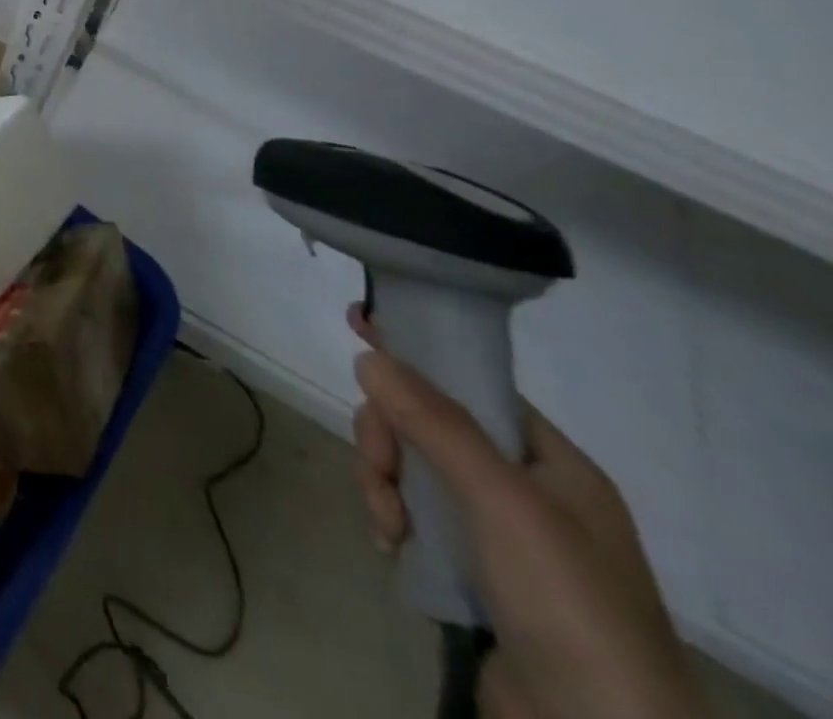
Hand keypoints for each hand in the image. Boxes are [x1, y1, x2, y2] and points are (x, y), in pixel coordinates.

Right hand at [348, 308, 705, 718]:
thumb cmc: (566, 602)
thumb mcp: (503, 502)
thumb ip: (435, 423)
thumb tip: (371, 356)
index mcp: (550, 463)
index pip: (471, 383)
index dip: (416, 353)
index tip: (358, 323)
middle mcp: (524, 489)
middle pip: (426, 423)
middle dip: (389, 438)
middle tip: (382, 470)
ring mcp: (494, 532)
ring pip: (410, 467)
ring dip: (384, 483)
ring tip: (389, 526)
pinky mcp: (468, 569)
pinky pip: (411, 513)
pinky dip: (392, 519)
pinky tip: (393, 546)